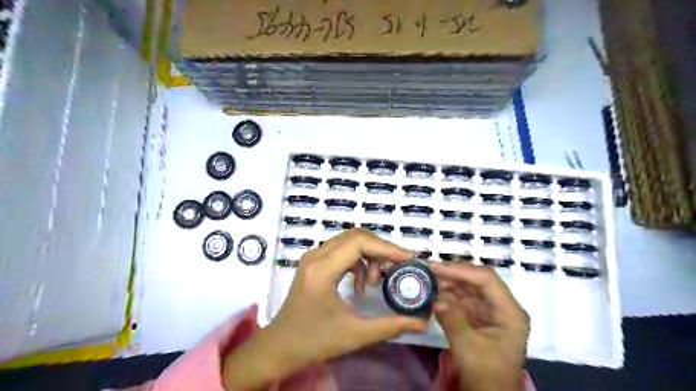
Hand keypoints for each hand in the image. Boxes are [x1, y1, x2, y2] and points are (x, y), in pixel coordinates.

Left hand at [226, 229, 426, 389]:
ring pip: (349, 241)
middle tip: (397, 268)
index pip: (359, 243)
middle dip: (380, 250)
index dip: (386, 247)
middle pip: (355, 236)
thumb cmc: (314, 341)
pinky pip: (342, 250)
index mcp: (322, 269)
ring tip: (376, 282)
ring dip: (369, 256)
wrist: (280, 347)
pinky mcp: (314, 263)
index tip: (408, 258)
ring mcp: (313, 257)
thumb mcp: (355, 335)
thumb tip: (422, 322)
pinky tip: (361, 285)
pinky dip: (358, 262)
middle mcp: (316, 255)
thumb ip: (390, 326)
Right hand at [431, 261, 528, 390]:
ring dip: (449, 283)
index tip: (436, 268)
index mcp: (509, 312)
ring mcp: (491, 311)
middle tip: (429, 271)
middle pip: (478, 280)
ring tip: (428, 281)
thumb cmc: (486, 375)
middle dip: (453, 274)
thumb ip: (452, 320)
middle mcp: (502, 306)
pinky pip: (463, 299)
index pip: (486, 280)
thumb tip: (436, 300)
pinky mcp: (480, 316)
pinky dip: (448, 295)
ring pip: (469, 287)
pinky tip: (434, 293)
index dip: (461, 270)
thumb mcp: (468, 348)